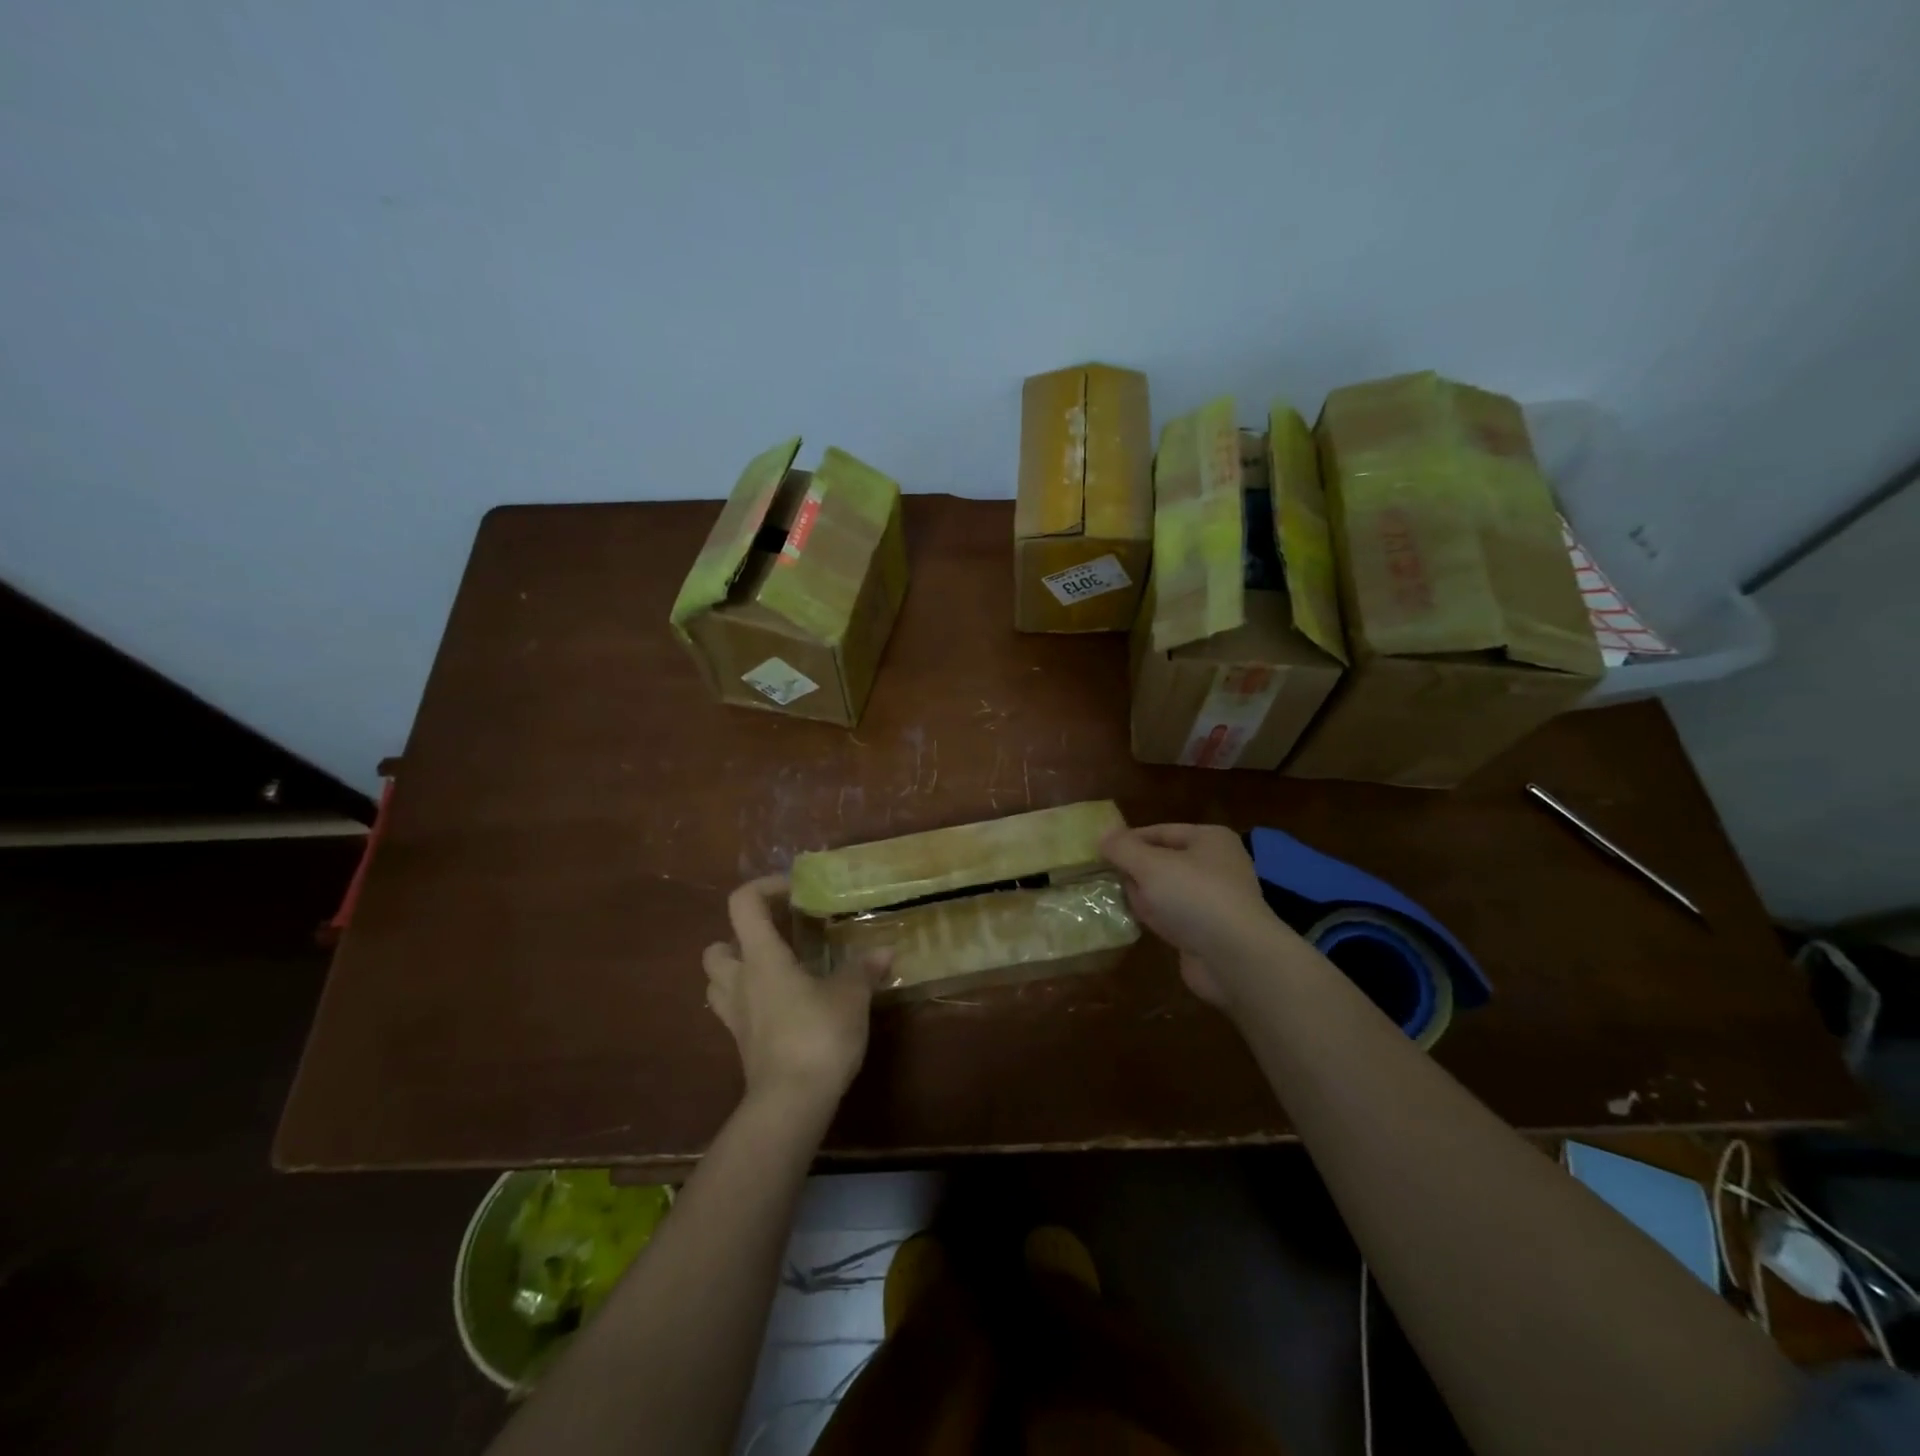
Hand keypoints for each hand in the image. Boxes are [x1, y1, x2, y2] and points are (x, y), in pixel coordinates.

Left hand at [702, 876, 890, 1112]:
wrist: (791, 1103)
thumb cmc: (817, 1036)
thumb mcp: (851, 996)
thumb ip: (863, 969)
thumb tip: (884, 950)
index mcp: (762, 958)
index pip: (743, 904)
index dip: (764, 887)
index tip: (795, 891)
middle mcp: (740, 981)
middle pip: (716, 947)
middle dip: (739, 937)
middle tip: (777, 939)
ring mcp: (736, 1016)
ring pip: (717, 981)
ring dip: (738, 970)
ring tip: (776, 971)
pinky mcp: (742, 1045)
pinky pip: (734, 1011)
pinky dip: (751, 1001)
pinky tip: (783, 1006)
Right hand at [1100, 824, 1290, 1008]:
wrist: (1235, 958)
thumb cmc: (1195, 897)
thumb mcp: (1151, 865)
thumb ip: (1123, 848)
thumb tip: (1102, 835)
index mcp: (1209, 839)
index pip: (1159, 831)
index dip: (1128, 840)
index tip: (1099, 852)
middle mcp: (1215, 865)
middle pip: (1162, 861)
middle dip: (1134, 870)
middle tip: (1105, 879)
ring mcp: (1213, 900)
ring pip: (1165, 890)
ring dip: (1143, 896)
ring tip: (1115, 900)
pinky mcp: (1207, 930)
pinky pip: (1172, 916)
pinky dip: (1155, 918)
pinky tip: (1135, 922)